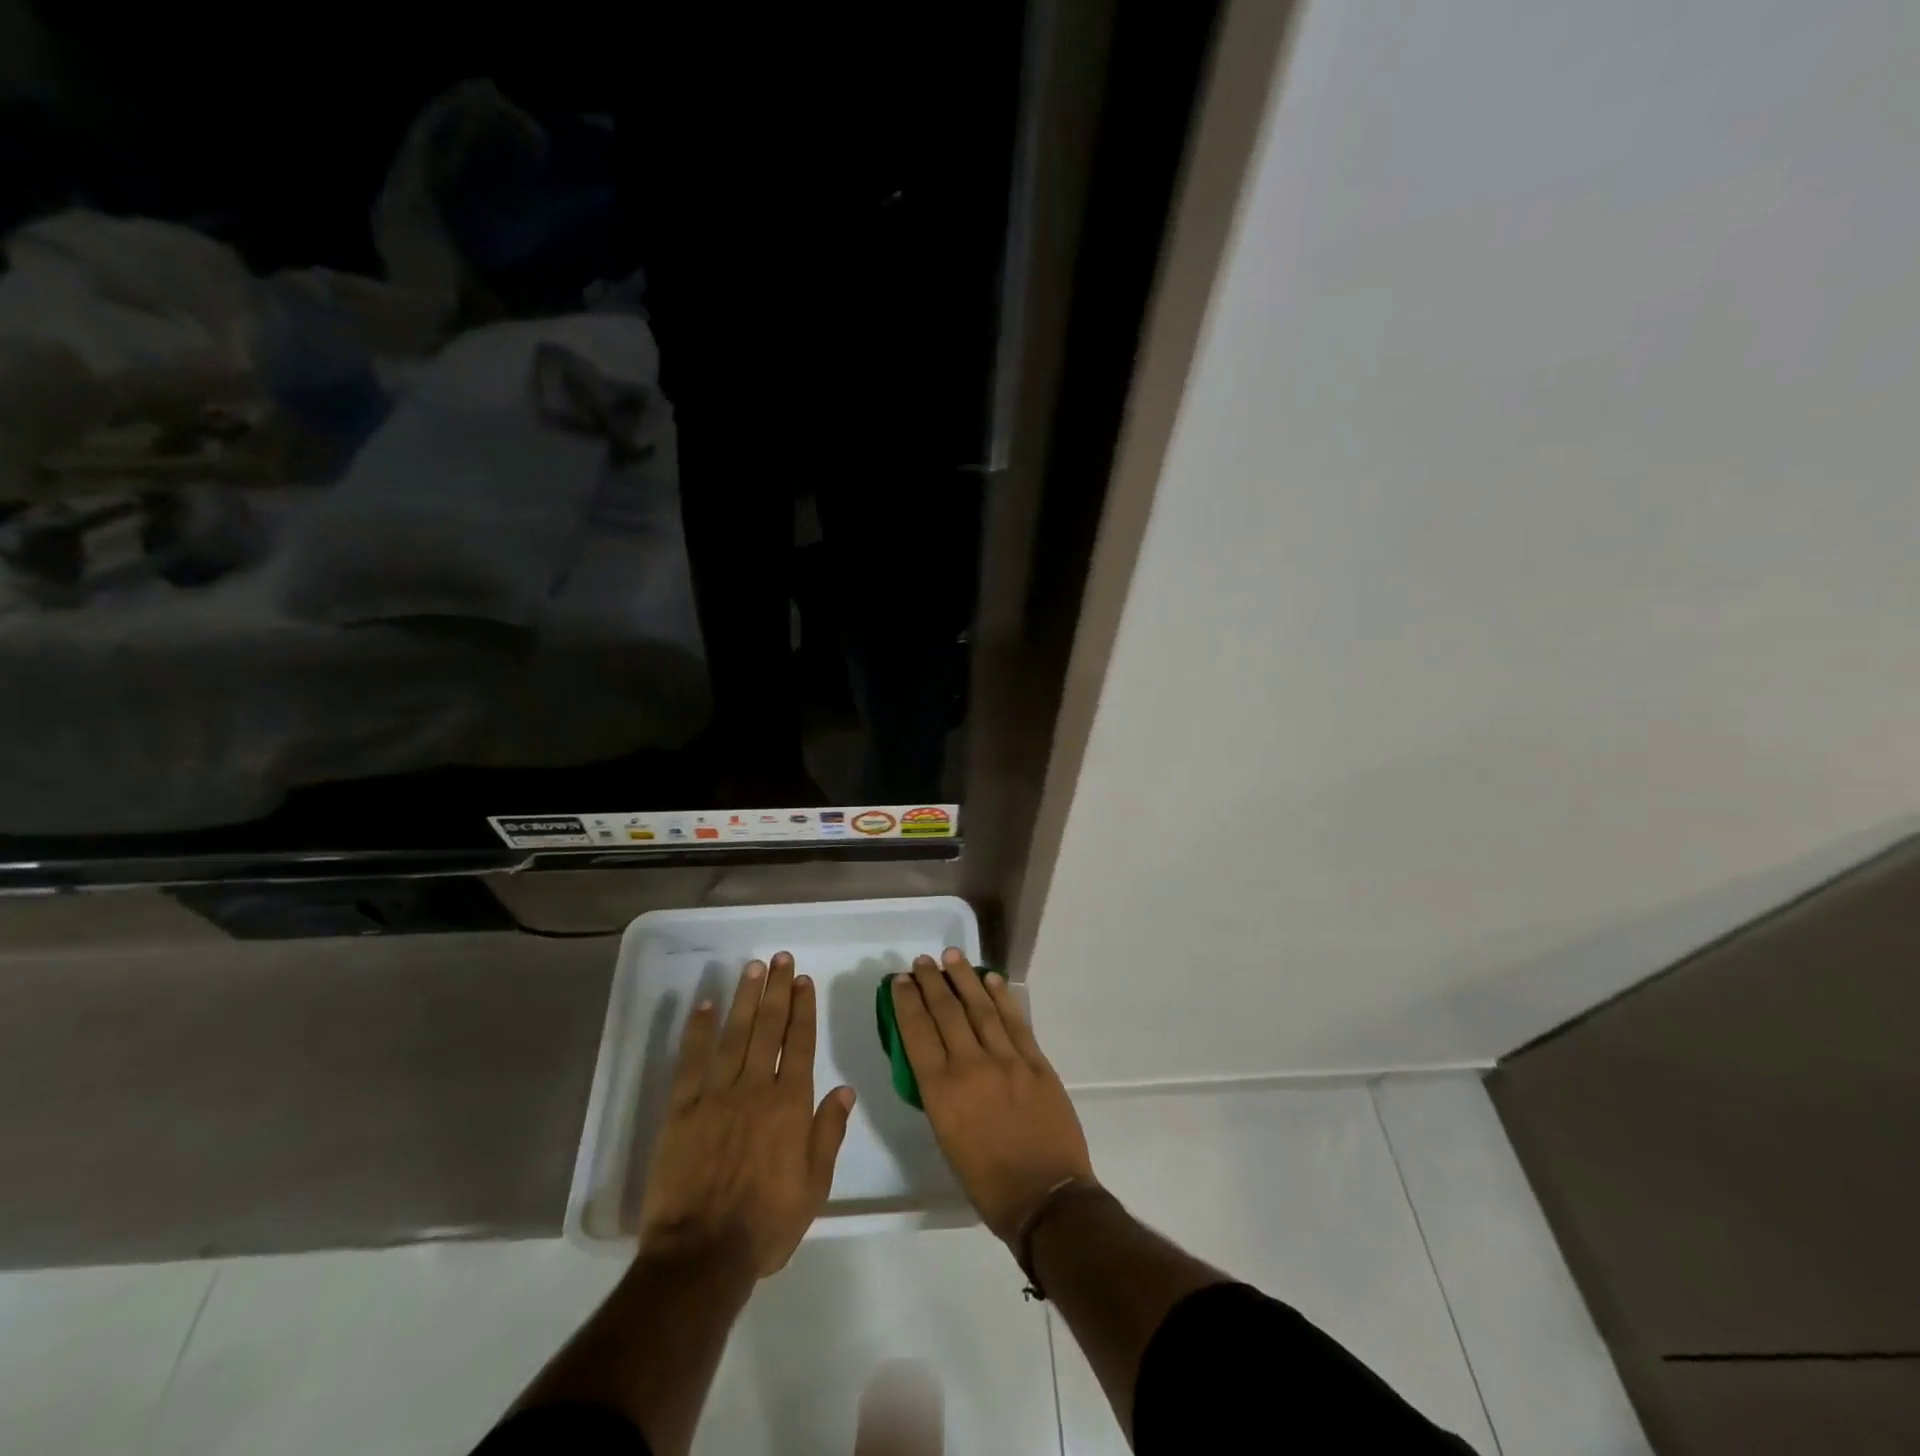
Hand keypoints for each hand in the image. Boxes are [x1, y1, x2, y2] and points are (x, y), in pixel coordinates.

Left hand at [638, 952, 854, 1278]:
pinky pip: (690, 1062)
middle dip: (776, 990)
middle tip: (780, 959)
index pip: (799, 1043)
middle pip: (768, 1028)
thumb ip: (829, 1133)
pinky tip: (704, 1006)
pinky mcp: (681, 1110)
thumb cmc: (766, 1224)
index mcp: (789, 1105)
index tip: (803, 980)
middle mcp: (755, 1089)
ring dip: (744, 999)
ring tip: (752, 969)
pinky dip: (697, 1031)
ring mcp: (716, 1096)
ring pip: (733, 1035)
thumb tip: (845, 1089)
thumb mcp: (814, 1186)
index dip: (802, 1008)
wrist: (702, 1256)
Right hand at [890, 949, 1094, 1244]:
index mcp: (942, 1092)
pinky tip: (990, 979)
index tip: (901, 981)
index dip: (907, 1002)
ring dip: (964, 979)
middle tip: (922, 961)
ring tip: (951, 956)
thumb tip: (939, 1062)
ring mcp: (1007, 1060)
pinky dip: (1001, 996)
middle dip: (931, 983)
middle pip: (946, 1013)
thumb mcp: (947, 1140)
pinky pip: (1015, 1021)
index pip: (917, 1033)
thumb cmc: (988, 1182)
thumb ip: (941, 1095)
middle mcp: (971, 1067)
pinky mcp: (1036, 1062)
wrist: (1047, 1198)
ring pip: (980, 1008)